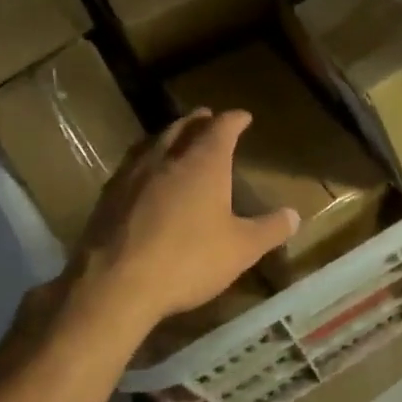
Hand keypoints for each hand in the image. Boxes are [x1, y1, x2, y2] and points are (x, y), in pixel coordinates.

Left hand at [64, 109, 297, 333]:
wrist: (115, 284)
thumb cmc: (188, 260)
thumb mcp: (241, 249)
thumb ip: (270, 230)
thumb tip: (294, 215)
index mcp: (203, 163)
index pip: (221, 128)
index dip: (234, 120)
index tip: (243, 116)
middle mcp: (166, 158)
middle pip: (183, 127)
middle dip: (200, 121)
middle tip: (209, 119)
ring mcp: (132, 175)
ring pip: (153, 142)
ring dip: (169, 136)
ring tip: (177, 140)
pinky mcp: (108, 196)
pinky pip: (132, 165)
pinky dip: (147, 161)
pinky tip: (146, 177)